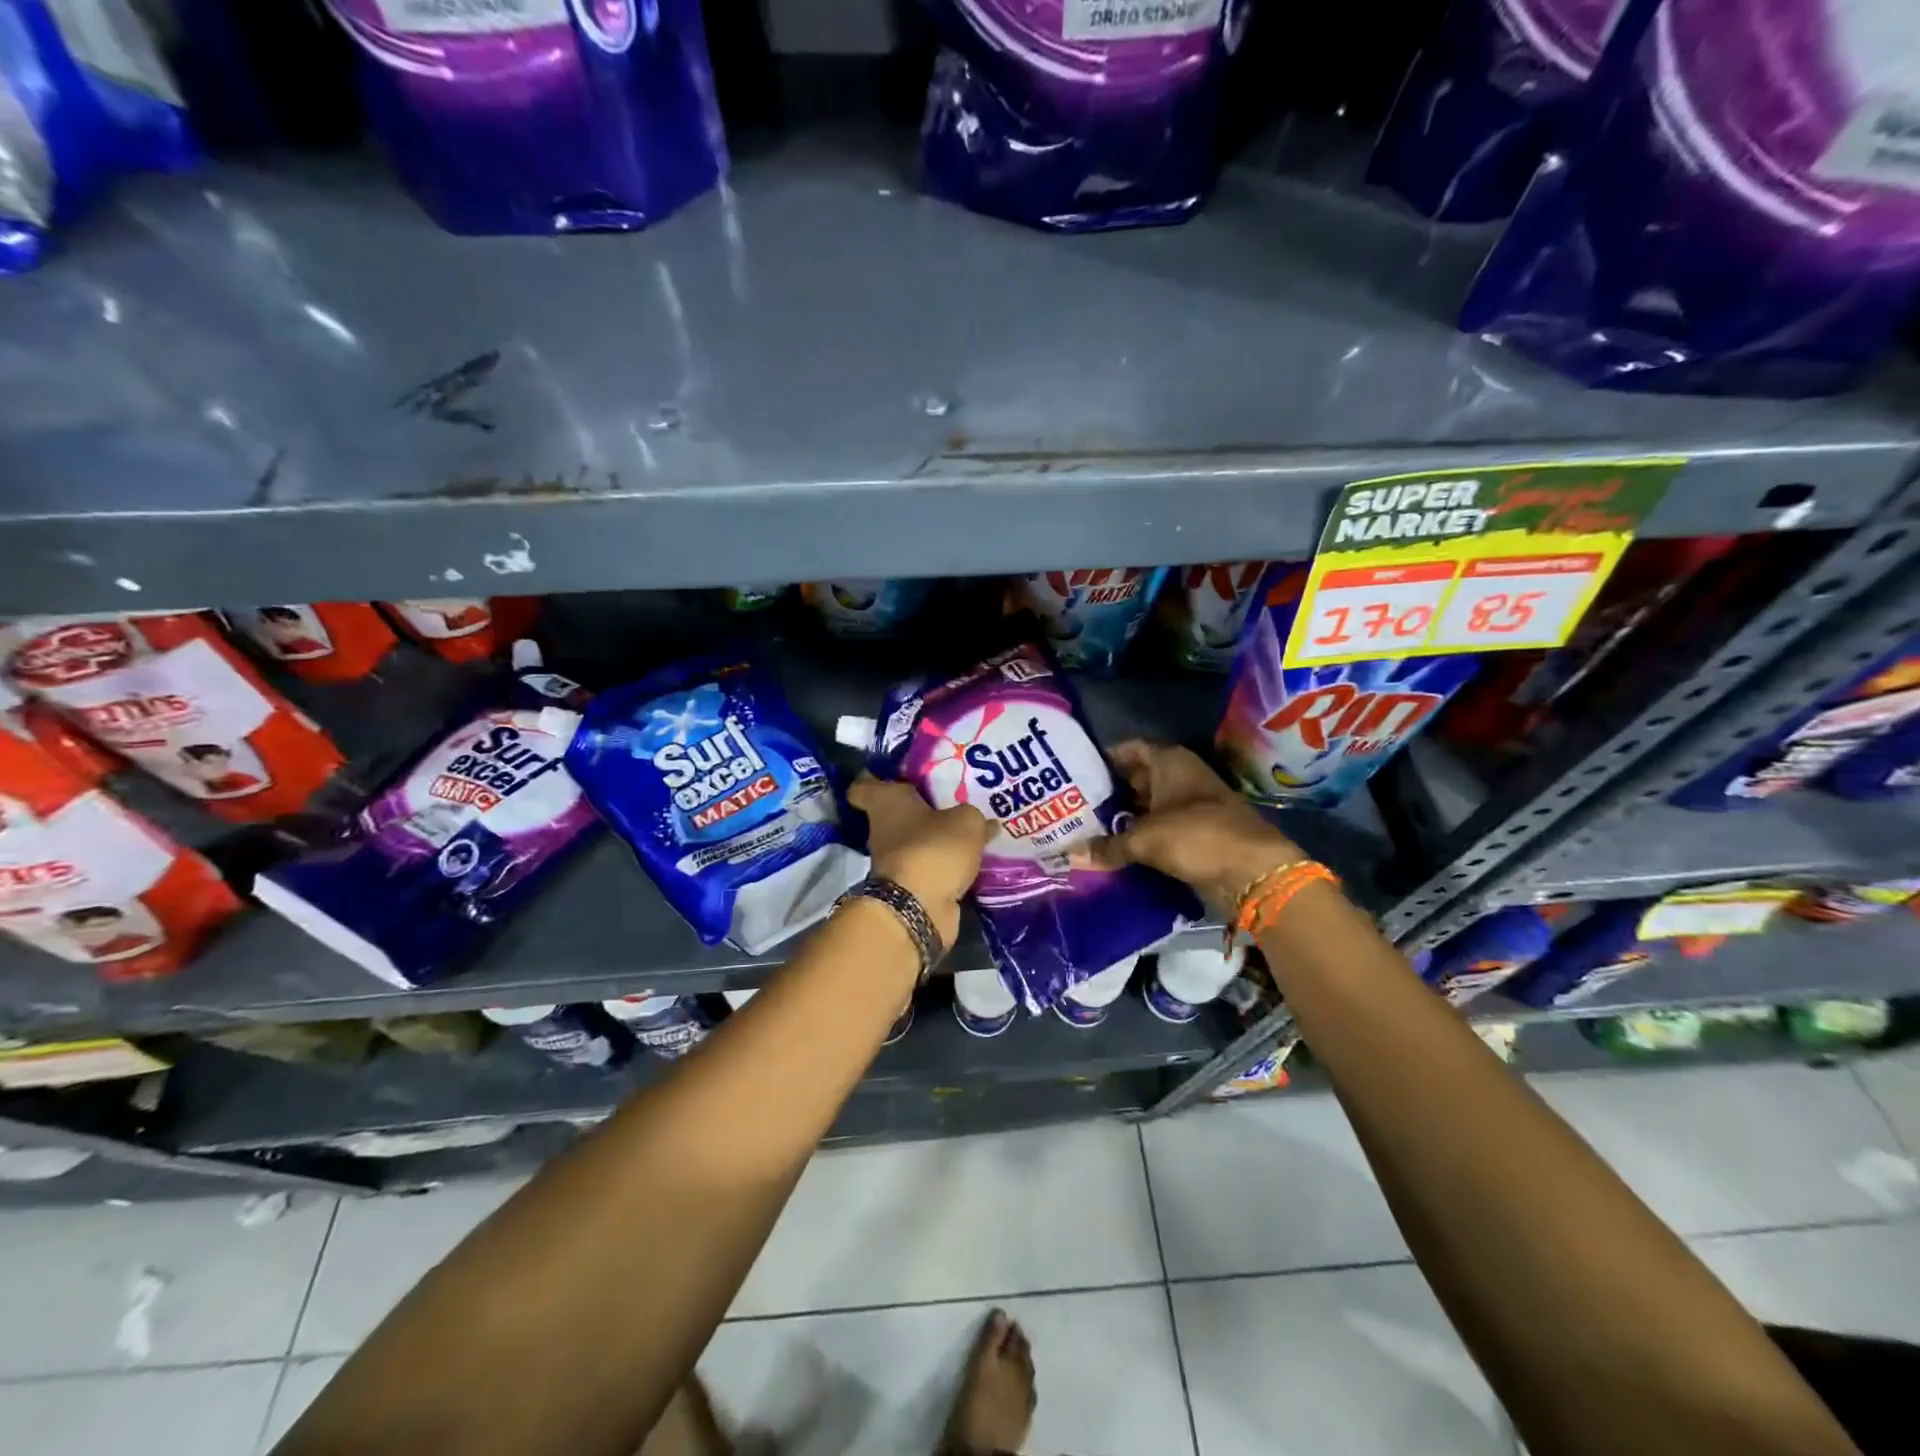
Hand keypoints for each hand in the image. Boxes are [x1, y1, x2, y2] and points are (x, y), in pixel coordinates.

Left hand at [847, 773, 991, 948]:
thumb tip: (985, 823)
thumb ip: (974, 817)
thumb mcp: (966, 822)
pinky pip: (928, 866)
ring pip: (914, 841)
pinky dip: (943, 864)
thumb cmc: (933, 849)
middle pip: (896, 813)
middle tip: (952, 798)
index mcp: (886, 802)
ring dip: (934, 838)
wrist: (919, 909)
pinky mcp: (909, 887)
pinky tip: (970, 858)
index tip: (894, 774)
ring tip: (968, 829)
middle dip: (920, 808)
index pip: (863, 786)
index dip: (874, 778)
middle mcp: (883, 829)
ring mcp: (893, 861)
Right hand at [1069, 741, 1303, 914]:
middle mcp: (1179, 776)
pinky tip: (1113, 849)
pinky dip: (1140, 837)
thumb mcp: (1144, 839)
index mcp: (1169, 761)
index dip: (1102, 759)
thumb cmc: (1196, 836)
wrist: (1252, 871)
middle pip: (1136, 778)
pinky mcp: (1195, 833)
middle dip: (1108, 792)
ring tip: (1085, 829)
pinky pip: (1159, 830)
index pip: (1128, 749)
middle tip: (1071, 806)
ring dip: (1123, 818)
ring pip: (1147, 806)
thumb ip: (1107, 845)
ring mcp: (1189, 805)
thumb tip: (1071, 855)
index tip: (1073, 772)